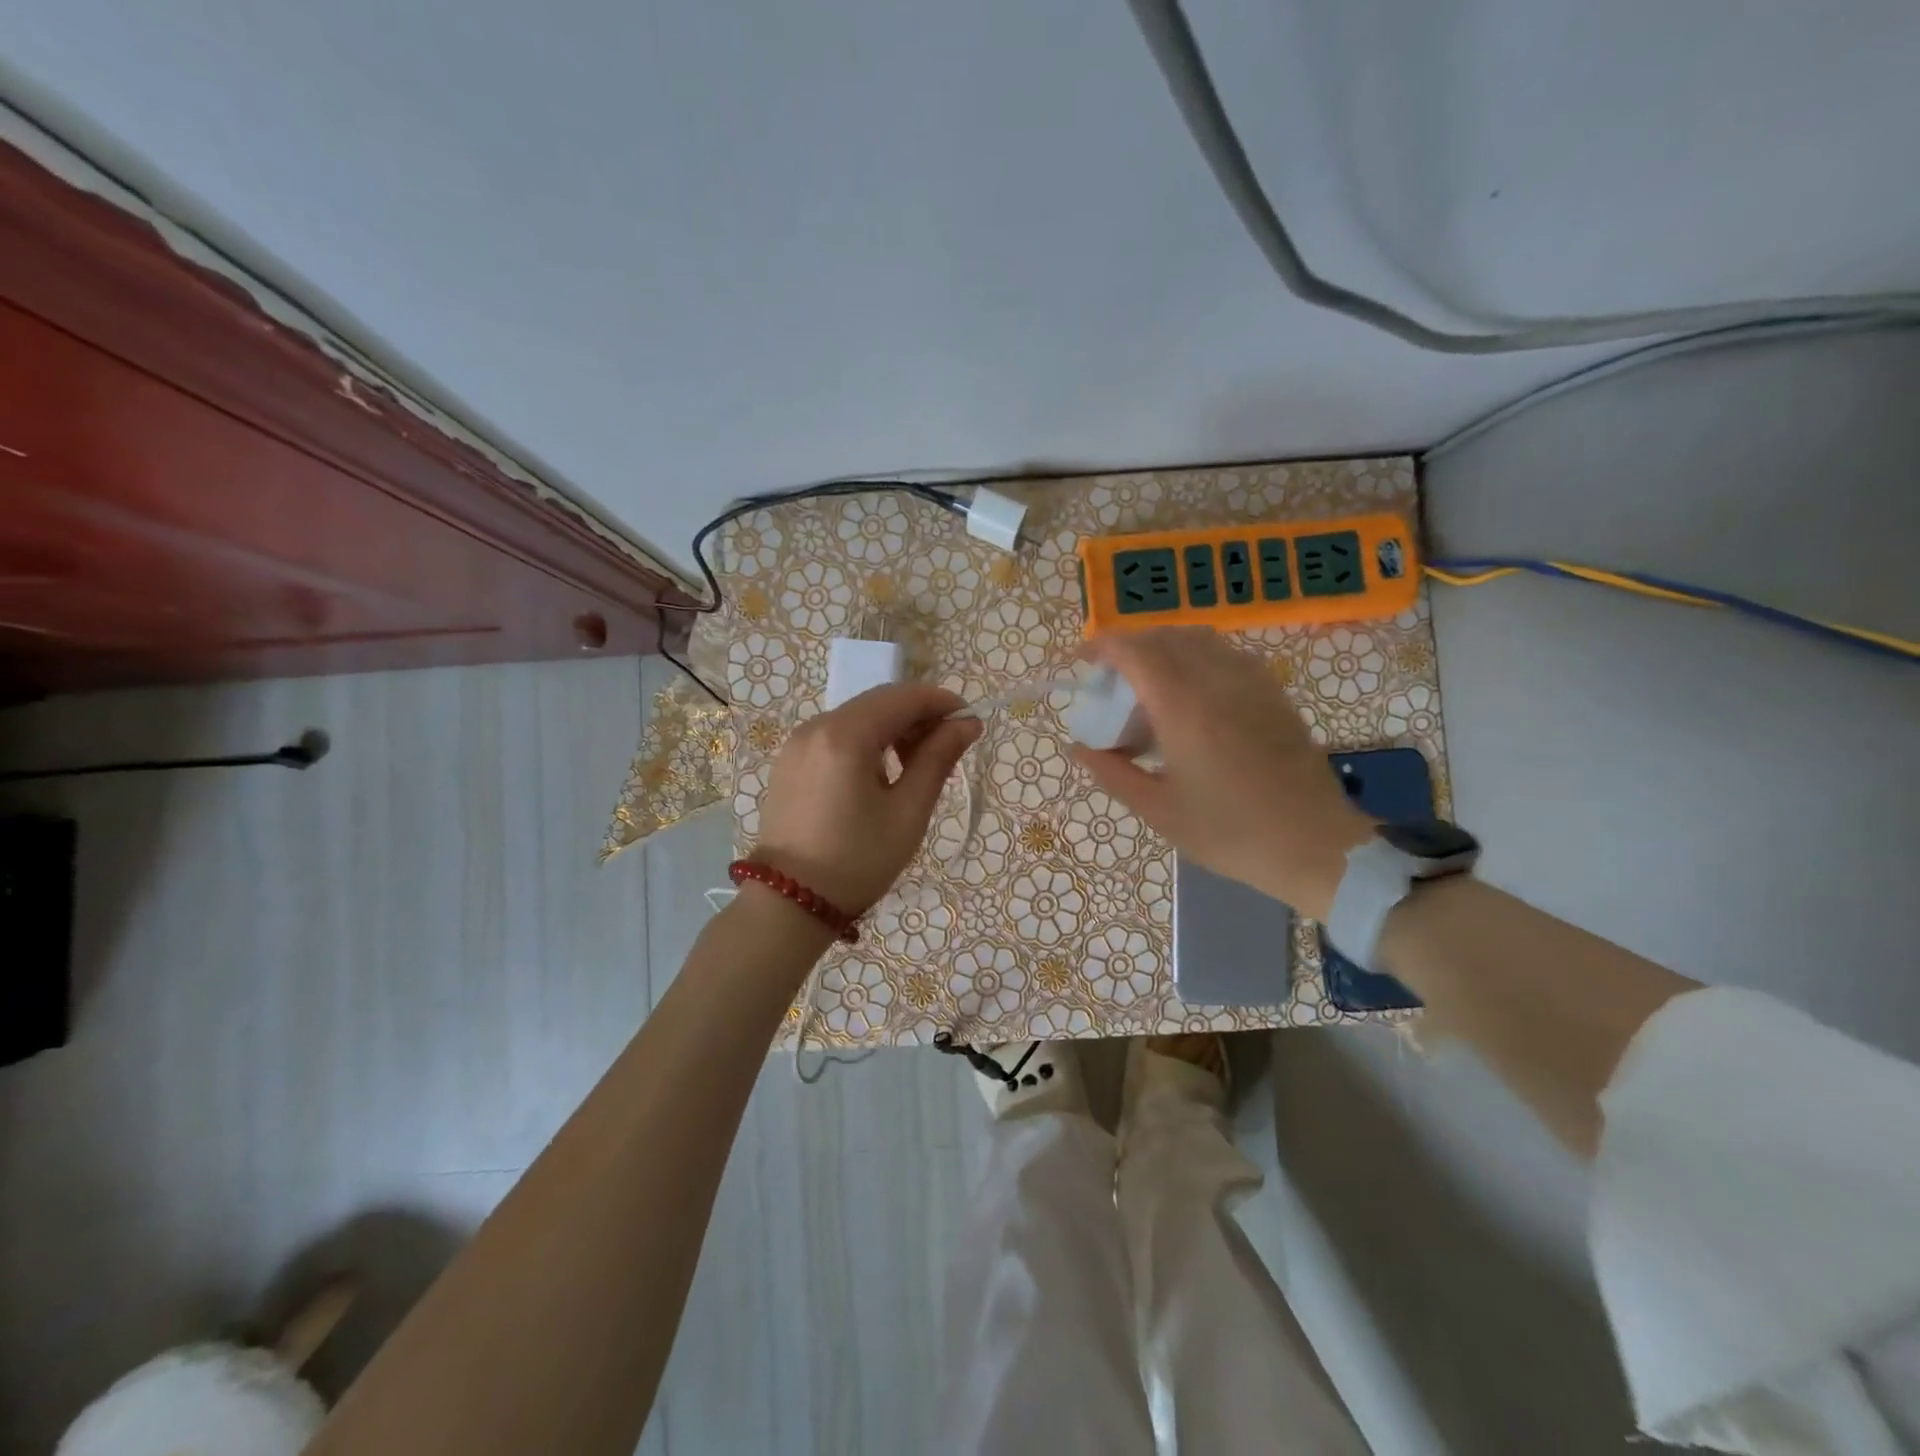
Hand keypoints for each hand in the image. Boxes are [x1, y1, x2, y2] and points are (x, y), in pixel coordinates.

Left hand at [752, 683, 981, 913]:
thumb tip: (966, 723)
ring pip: (857, 717)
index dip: (941, 702)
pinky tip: (882, 772)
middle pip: (878, 702)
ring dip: (893, 728)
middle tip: (949, 746)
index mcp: (845, 735)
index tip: (969, 721)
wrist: (789, 904)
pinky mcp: (790, 761)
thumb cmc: (857, 860)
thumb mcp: (908, 812)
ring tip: (918, 764)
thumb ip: (938, 759)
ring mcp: (798, 743)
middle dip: (918, 715)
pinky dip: (867, 741)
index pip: (902, 697)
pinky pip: (837, 735)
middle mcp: (816, 726)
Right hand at [1069, 627, 1370, 920]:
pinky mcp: (1273, 692)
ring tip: (1149, 685)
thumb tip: (1079, 747)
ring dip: (1164, 648)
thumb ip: (1112, 773)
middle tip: (1111, 680)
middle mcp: (1217, 680)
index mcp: (1183, 707)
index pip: (1134, 651)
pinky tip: (1192, 695)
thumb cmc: (1230, 833)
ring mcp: (1252, 682)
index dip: (1101, 646)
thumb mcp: (1159, 811)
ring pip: (1198, 638)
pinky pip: (1226, 654)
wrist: (1315, 845)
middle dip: (1129, 647)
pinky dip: (1197, 658)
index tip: (1081, 662)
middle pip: (1164, 637)